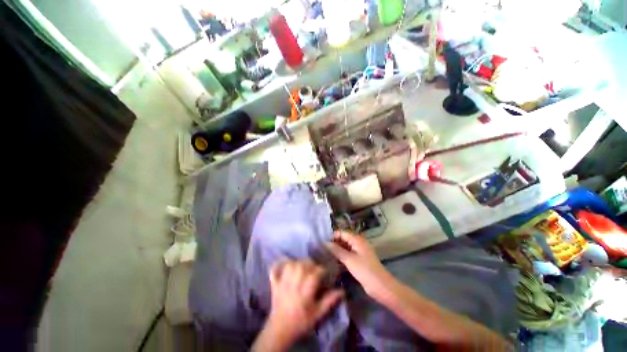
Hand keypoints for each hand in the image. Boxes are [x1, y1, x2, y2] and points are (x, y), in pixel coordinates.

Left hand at [253, 260, 343, 350]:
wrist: (280, 331)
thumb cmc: (301, 322)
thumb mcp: (317, 314)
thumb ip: (329, 301)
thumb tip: (342, 290)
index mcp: (305, 292)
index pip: (314, 274)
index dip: (321, 270)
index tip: (325, 272)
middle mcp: (293, 285)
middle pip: (302, 266)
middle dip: (310, 263)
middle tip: (314, 267)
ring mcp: (282, 283)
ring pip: (290, 266)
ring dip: (297, 262)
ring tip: (302, 265)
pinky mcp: (274, 284)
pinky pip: (274, 271)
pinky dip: (278, 265)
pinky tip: (284, 263)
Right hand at [325, 231, 393, 298]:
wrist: (380, 286)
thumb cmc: (365, 270)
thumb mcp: (348, 259)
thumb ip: (336, 250)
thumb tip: (325, 243)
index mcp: (356, 239)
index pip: (341, 232)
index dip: (332, 236)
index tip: (322, 242)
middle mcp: (357, 242)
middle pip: (343, 239)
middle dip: (333, 243)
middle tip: (321, 249)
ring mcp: (358, 251)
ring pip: (345, 247)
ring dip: (336, 250)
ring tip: (324, 255)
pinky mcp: (359, 260)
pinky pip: (347, 254)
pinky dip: (341, 256)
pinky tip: (333, 261)